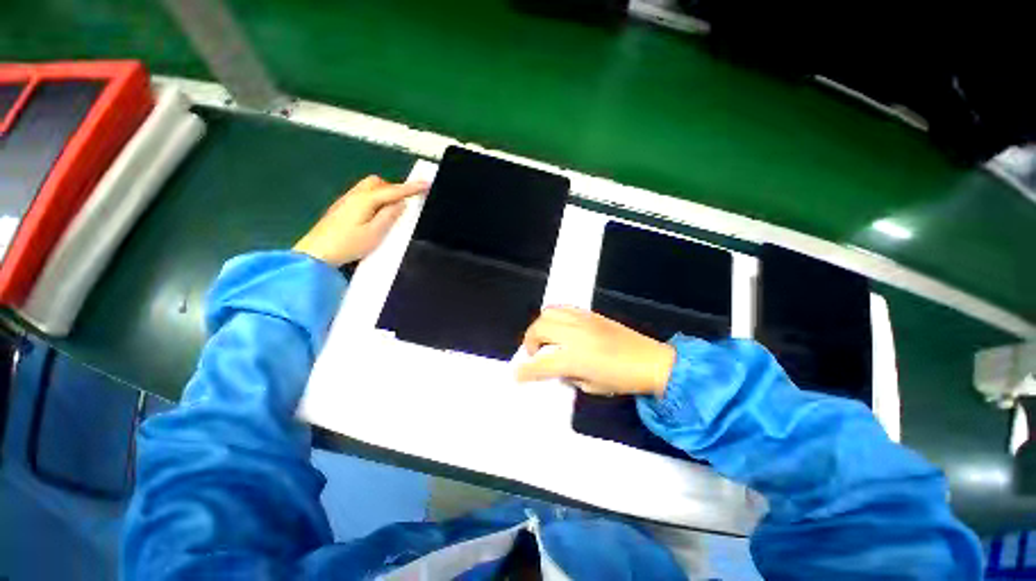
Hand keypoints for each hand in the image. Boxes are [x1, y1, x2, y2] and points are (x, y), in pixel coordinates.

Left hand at [293, 175, 427, 265]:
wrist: (315, 254)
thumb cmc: (348, 245)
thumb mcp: (375, 233)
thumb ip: (389, 216)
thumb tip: (401, 203)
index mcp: (364, 200)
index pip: (393, 191)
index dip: (411, 187)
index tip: (426, 183)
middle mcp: (354, 195)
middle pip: (377, 182)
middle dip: (393, 188)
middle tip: (404, 203)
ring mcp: (345, 201)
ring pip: (368, 188)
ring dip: (383, 194)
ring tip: (391, 212)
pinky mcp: (341, 208)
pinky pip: (362, 196)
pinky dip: (374, 200)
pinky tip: (375, 215)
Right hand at [516, 307, 675, 397]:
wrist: (651, 361)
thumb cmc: (622, 379)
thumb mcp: (591, 387)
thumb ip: (568, 376)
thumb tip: (556, 368)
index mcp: (575, 359)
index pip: (540, 363)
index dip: (525, 371)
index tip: (517, 374)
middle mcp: (574, 335)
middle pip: (539, 329)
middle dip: (529, 341)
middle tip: (534, 353)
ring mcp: (582, 321)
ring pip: (549, 313)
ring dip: (540, 325)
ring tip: (545, 337)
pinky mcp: (590, 314)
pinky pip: (564, 308)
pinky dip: (554, 316)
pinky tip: (560, 327)